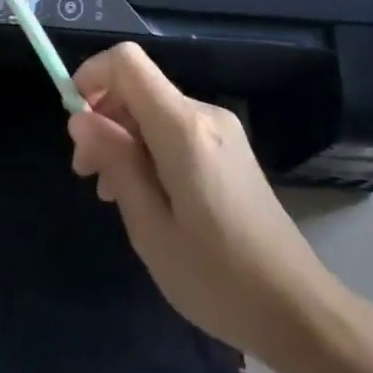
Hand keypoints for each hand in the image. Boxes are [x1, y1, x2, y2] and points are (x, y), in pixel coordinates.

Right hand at [68, 43, 334, 363]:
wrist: (298, 310)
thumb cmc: (217, 277)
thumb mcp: (150, 228)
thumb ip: (115, 162)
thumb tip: (80, 118)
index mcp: (183, 127)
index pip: (127, 62)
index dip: (92, 76)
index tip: (74, 122)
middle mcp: (204, 114)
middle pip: (139, 86)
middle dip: (103, 117)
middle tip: (86, 173)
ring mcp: (222, 129)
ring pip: (155, 109)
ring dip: (124, 137)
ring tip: (111, 192)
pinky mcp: (230, 148)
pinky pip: (176, 129)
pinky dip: (149, 148)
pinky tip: (145, 194)